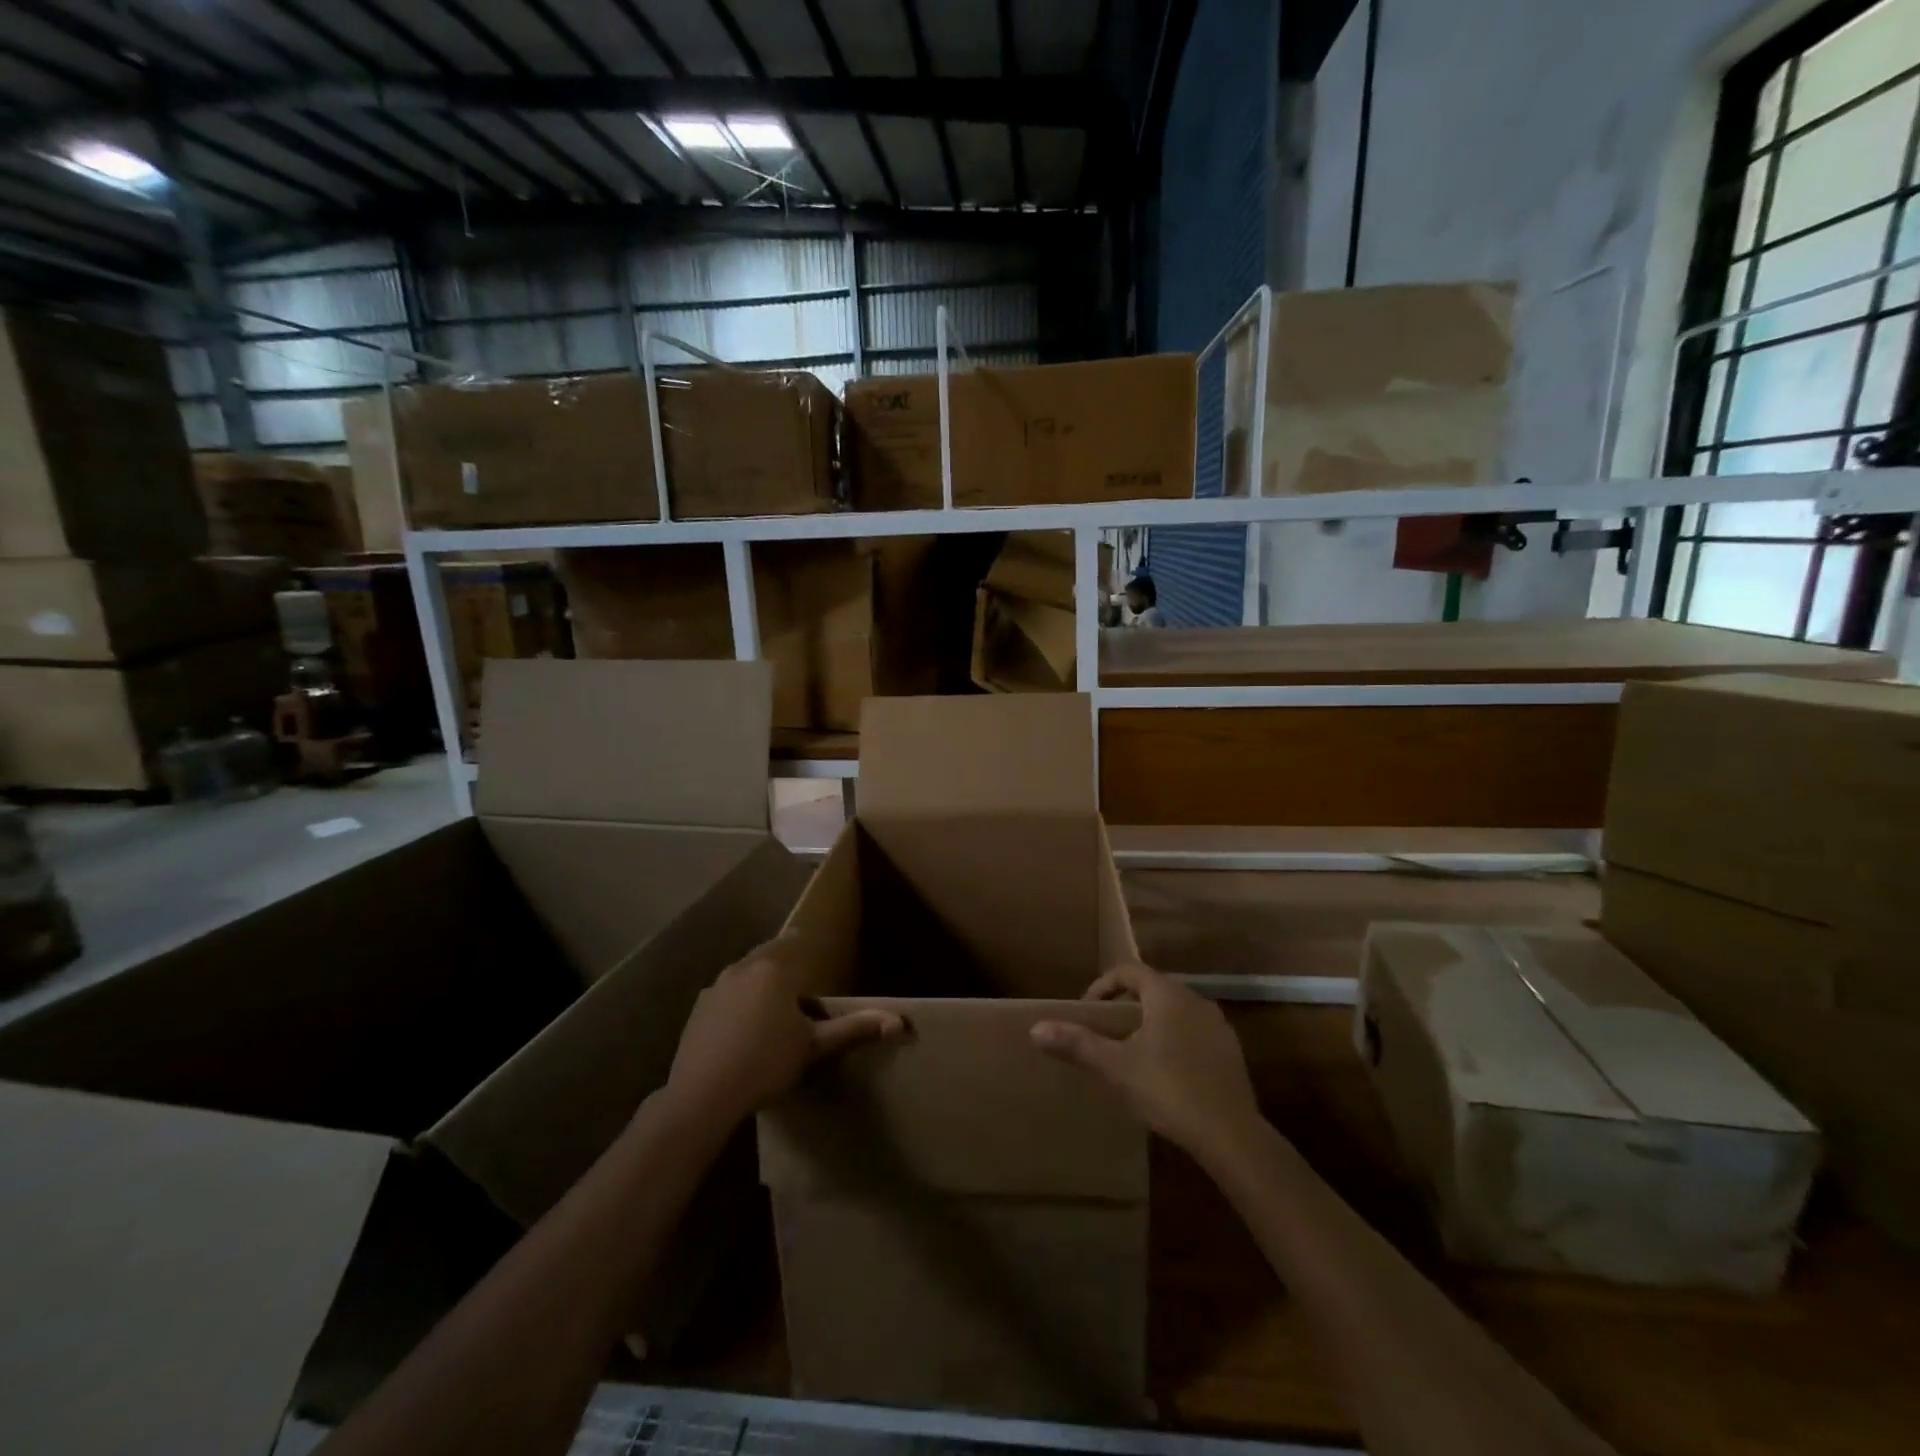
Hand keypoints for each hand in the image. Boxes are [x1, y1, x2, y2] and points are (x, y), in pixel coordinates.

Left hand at [664, 938, 903, 1130]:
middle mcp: (742, 968)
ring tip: (772, 1001)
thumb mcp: (815, 1047)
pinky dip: (737, 1000)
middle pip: (767, 955)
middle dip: (782, 961)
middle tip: (797, 975)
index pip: (792, 942)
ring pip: (744, 974)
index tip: (810, 941)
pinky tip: (742, 1026)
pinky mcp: (698, 1010)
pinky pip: (725, 994)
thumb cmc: (766, 1063)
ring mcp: (716, 988)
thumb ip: (855, 1029)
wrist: (703, 1094)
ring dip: (758, 980)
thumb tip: (899, 1021)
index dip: (803, 941)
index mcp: (773, 969)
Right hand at [1031, 962, 1262, 1163]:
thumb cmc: (1168, 1089)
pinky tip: (1166, 1073)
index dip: (1103, 986)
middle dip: (1125, 1005)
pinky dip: (1174, 1041)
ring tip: (1132, 1052)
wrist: (1231, 1134)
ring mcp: (1218, 1025)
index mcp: (1167, 994)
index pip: (1129, 971)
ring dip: (1151, 1023)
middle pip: (1153, 988)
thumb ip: (1078, 1044)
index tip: (1087, 1010)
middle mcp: (1195, 999)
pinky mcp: (1231, 1052)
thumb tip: (1036, 1028)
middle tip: (1105, 1031)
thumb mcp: (1116, 1067)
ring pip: (1175, 1011)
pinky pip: (1194, 1033)